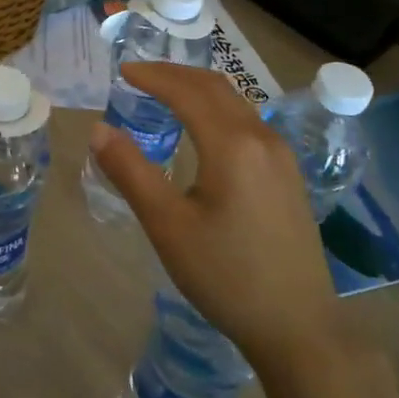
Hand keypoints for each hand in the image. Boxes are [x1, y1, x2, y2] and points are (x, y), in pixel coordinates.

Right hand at [89, 63, 340, 372]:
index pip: (187, 92)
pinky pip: (248, 122)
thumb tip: (99, 130)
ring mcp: (281, 156)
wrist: (299, 326)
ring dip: (198, 89)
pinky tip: (203, 129)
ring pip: (236, 103)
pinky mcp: (288, 175)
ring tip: (165, 93)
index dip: (152, 76)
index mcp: (232, 144)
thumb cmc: (226, 275)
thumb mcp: (168, 226)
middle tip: (139, 74)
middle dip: (175, 74)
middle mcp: (262, 138)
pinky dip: (217, 109)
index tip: (122, 70)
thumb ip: (131, 172)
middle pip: (215, 87)